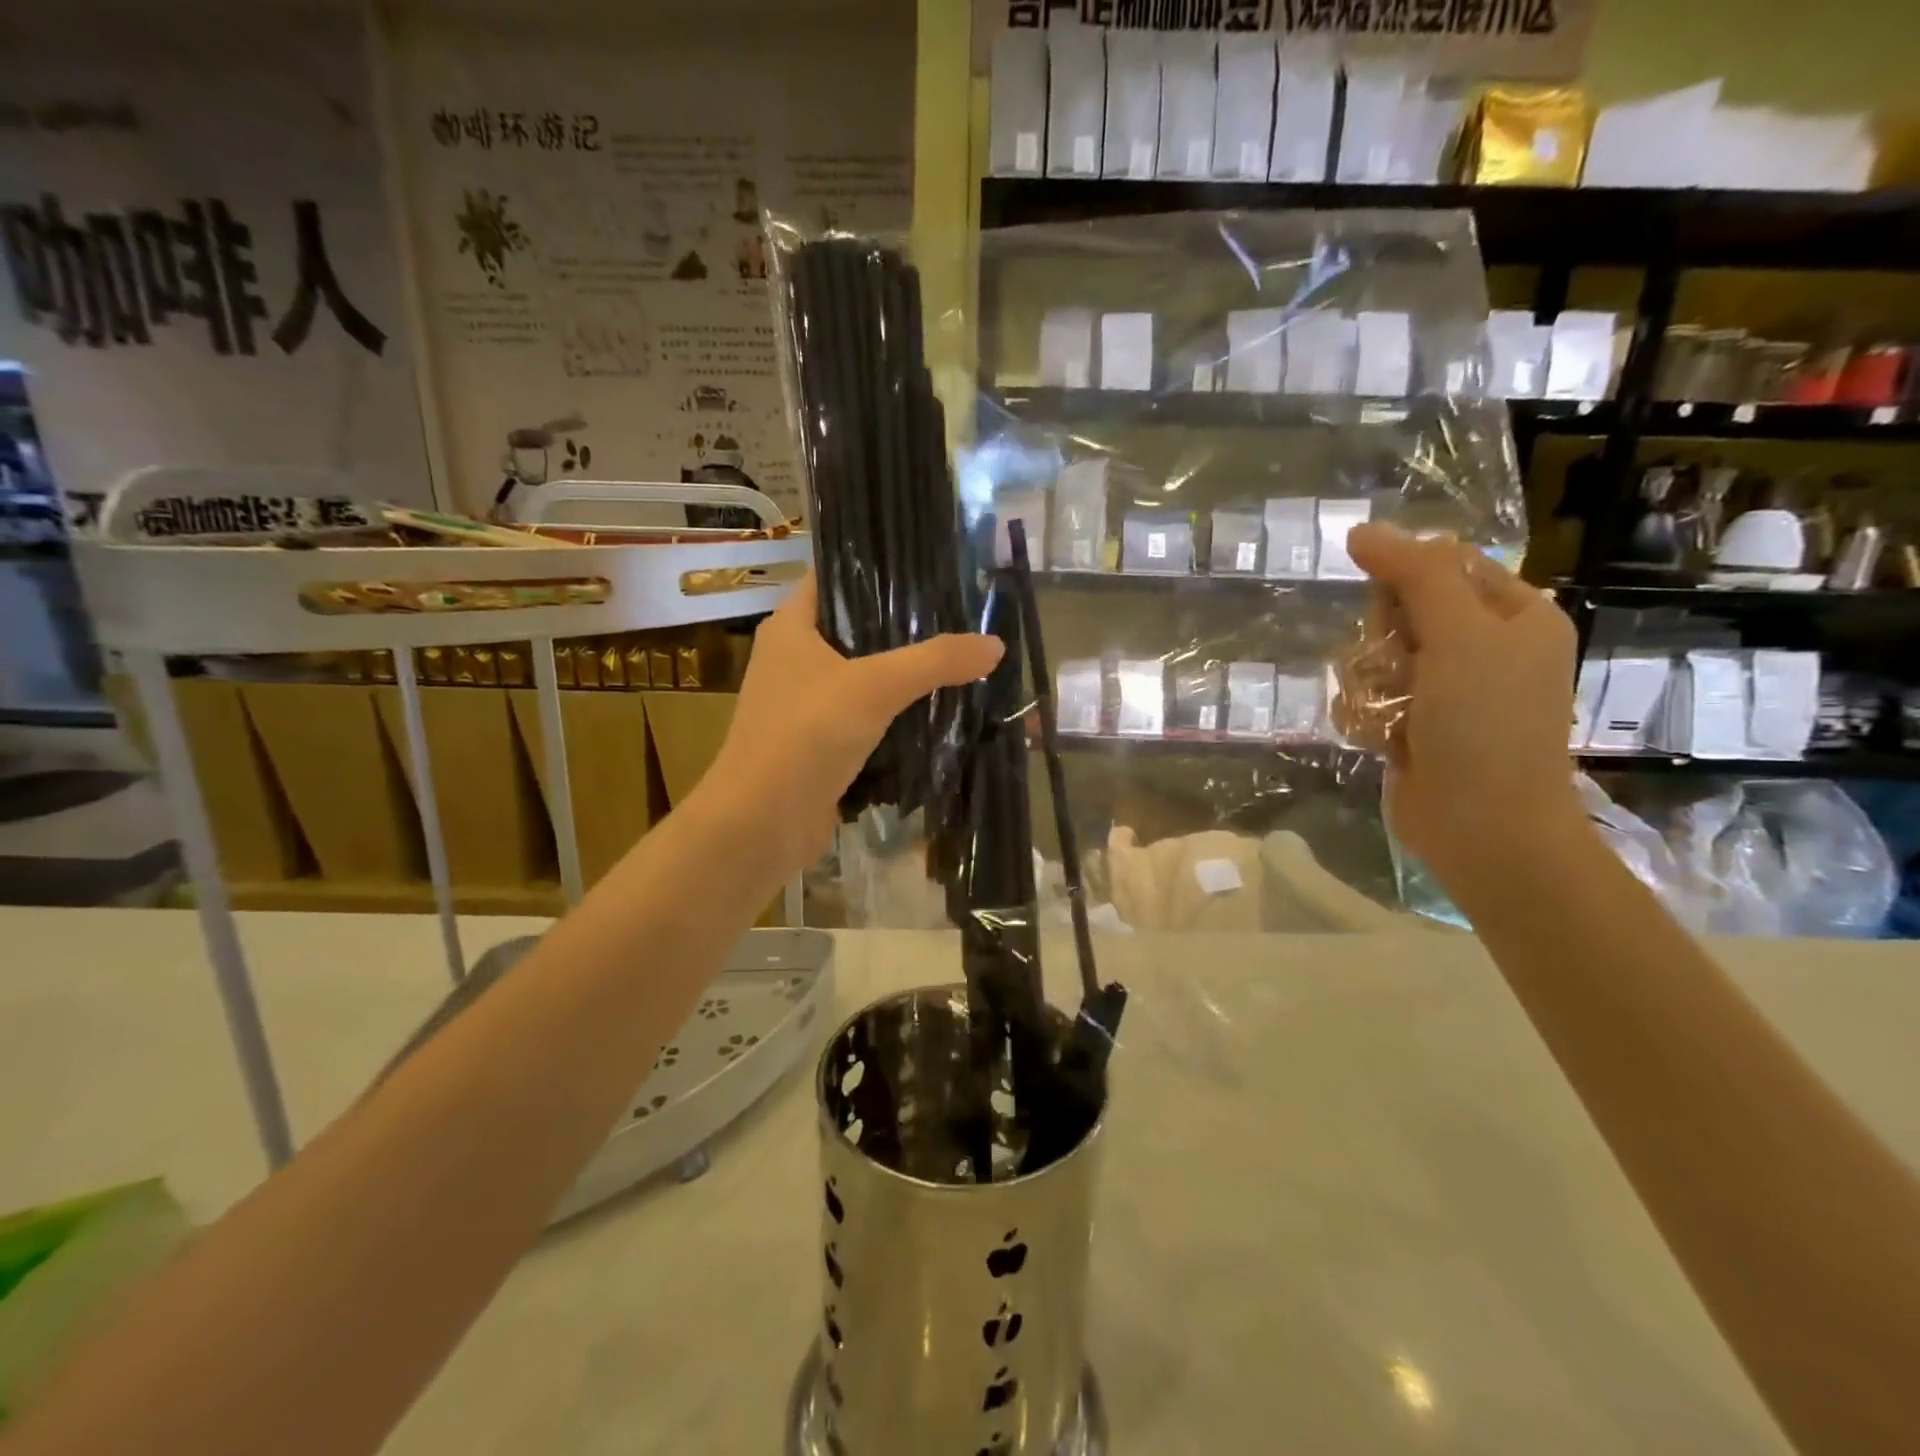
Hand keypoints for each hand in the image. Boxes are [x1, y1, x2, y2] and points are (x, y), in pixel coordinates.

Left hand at [704, 573, 1003, 873]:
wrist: (761, 824)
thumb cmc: (806, 736)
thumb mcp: (875, 687)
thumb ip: (935, 662)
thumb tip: (995, 644)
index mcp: (791, 627)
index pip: (834, 576)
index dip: (876, 566)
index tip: (928, 566)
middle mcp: (794, 659)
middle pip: (856, 628)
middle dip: (904, 627)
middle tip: (959, 617)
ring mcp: (804, 704)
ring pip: (863, 677)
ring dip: (903, 675)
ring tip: (958, 660)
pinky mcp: (819, 744)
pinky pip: (865, 718)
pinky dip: (895, 716)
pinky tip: (937, 712)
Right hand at [1343, 524, 1582, 887]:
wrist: (1482, 826)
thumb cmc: (1484, 724)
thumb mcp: (1459, 636)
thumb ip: (1414, 576)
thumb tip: (1362, 530)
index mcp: (1515, 615)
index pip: (1443, 564)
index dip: (1405, 579)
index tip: (1388, 609)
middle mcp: (1482, 647)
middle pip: (1400, 609)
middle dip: (1383, 638)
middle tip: (1398, 667)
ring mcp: (1444, 689)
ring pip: (1374, 654)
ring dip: (1369, 681)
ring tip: (1388, 712)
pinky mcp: (1411, 724)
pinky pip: (1367, 695)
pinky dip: (1364, 712)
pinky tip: (1378, 736)